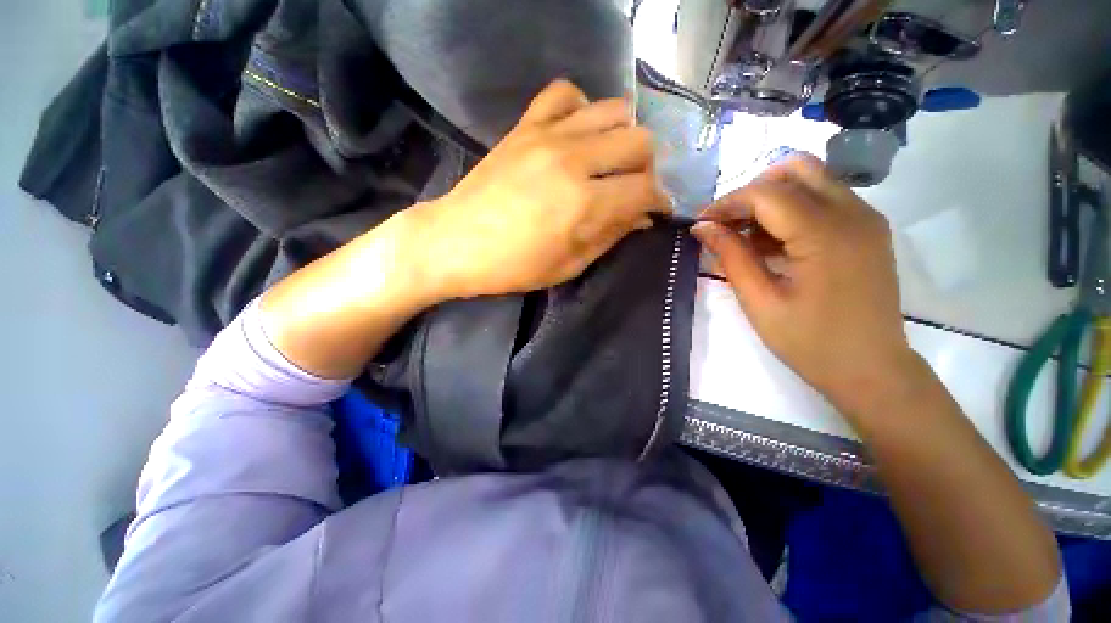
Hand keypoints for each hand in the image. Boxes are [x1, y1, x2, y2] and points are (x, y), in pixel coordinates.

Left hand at [410, 79, 671, 299]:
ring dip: (622, 137)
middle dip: (647, 168)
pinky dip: (581, 109)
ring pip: (613, 110)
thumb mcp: (568, 266)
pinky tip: (577, 134)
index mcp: (585, 204)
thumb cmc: (513, 266)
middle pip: (639, 142)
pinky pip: (565, 94)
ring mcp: (548, 136)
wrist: (455, 243)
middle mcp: (574, 160)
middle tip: (632, 188)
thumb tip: (640, 217)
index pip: (646, 189)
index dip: (659, 201)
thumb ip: (609, 237)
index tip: (655, 211)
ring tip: (610, 161)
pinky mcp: (526, 126)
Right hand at [692, 155, 916, 414]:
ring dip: (771, 198)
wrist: (871, 370)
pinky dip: (792, 209)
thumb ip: (731, 257)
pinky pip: (825, 199)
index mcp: (825, 234)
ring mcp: (866, 218)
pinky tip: (773, 243)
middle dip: (751, 190)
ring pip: (812, 179)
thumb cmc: (810, 342)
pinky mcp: (868, 229)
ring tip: (746, 236)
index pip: (766, 193)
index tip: (701, 224)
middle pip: (795, 169)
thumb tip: (702, 227)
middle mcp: (853, 213)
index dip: (727, 203)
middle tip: (727, 223)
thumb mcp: (759, 301)